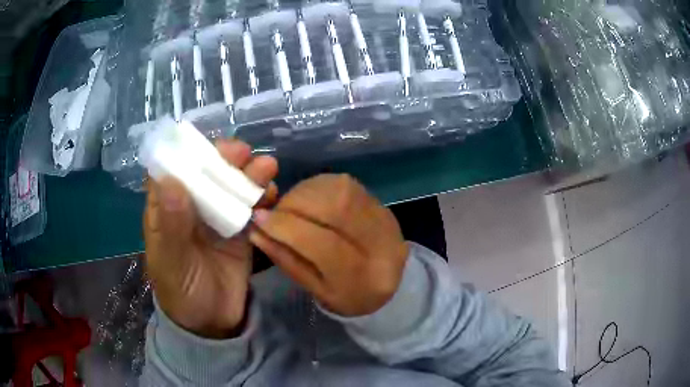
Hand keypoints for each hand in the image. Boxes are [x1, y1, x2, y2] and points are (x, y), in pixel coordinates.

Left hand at [144, 140, 277, 338]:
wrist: (213, 324)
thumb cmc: (182, 293)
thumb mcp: (172, 263)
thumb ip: (171, 226)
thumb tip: (171, 181)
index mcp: (166, 210)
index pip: (171, 171)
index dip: (186, 154)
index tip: (205, 145)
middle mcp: (191, 207)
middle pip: (205, 174)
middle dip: (223, 159)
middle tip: (243, 153)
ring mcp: (216, 218)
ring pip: (230, 186)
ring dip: (248, 174)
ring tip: (267, 168)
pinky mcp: (239, 231)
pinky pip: (250, 207)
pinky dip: (262, 198)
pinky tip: (273, 195)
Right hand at [249, 174, 408, 316]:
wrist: (391, 282)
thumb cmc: (350, 294)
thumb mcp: (316, 289)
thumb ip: (287, 260)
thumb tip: (256, 230)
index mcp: (367, 277)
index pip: (325, 244)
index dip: (287, 228)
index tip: (258, 219)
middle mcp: (383, 242)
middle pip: (336, 208)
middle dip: (294, 204)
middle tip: (274, 212)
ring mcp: (385, 216)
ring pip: (340, 189)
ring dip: (305, 193)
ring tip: (290, 207)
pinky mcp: (381, 201)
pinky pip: (344, 183)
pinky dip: (317, 187)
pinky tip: (308, 200)